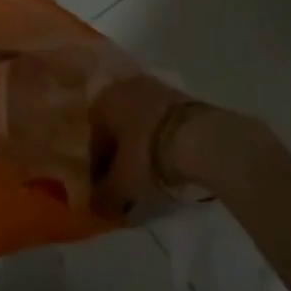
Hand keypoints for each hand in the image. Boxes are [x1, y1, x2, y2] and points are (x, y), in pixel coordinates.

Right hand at [90, 74, 211, 215]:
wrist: (198, 137)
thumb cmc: (148, 155)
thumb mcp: (122, 185)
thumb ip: (103, 196)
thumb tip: (94, 204)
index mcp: (102, 101)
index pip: (93, 139)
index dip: (97, 168)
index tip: (106, 190)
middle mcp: (122, 87)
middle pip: (115, 126)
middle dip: (119, 152)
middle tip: (126, 180)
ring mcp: (152, 87)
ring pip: (137, 120)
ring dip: (139, 143)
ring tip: (149, 171)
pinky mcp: (177, 93)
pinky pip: (159, 119)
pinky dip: (158, 137)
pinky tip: (166, 157)